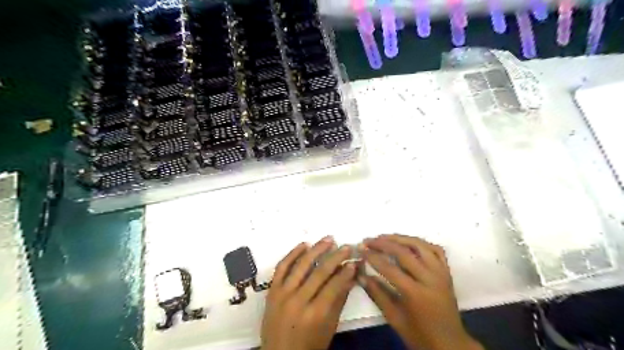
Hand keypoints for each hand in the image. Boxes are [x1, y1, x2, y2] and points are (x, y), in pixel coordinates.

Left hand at [262, 238, 357, 349]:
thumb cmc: (309, 345)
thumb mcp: (329, 327)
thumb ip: (339, 300)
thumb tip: (351, 276)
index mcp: (315, 314)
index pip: (334, 286)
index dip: (346, 272)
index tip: (354, 261)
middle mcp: (298, 301)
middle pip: (320, 272)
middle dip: (336, 257)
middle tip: (346, 246)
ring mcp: (282, 293)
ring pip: (301, 265)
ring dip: (316, 249)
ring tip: (328, 239)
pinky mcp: (272, 290)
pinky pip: (282, 267)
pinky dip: (292, 254)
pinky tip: (304, 245)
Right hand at [361, 233, 481, 349]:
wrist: (450, 343)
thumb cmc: (419, 334)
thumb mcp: (394, 318)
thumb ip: (377, 294)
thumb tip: (361, 275)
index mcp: (416, 294)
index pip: (390, 269)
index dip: (373, 257)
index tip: (361, 249)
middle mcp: (430, 279)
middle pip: (404, 252)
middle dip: (383, 243)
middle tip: (368, 240)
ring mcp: (440, 273)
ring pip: (420, 245)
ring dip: (400, 238)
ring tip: (384, 237)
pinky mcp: (446, 271)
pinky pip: (435, 250)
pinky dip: (420, 243)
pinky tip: (408, 242)